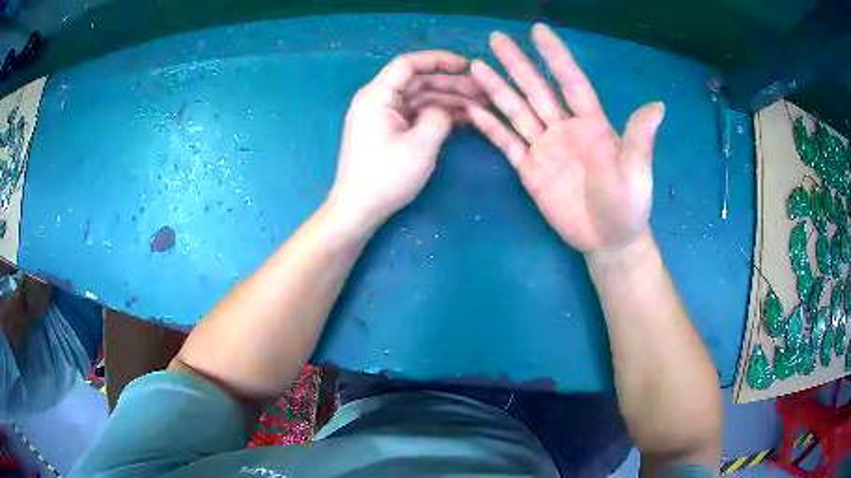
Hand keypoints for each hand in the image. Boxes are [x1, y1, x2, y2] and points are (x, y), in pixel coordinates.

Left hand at [329, 51, 482, 227]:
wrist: (358, 210)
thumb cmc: (385, 177)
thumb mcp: (420, 145)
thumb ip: (439, 116)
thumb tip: (446, 109)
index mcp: (377, 95)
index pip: (408, 64)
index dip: (439, 60)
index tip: (467, 65)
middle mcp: (378, 99)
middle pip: (418, 81)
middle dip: (452, 83)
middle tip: (484, 91)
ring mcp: (383, 116)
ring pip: (421, 98)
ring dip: (449, 99)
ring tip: (481, 104)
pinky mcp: (389, 131)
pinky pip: (417, 114)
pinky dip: (438, 114)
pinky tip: (464, 118)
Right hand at [467, 24, 663, 254]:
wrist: (608, 240)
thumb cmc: (628, 206)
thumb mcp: (636, 173)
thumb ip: (640, 139)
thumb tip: (658, 105)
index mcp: (591, 124)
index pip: (570, 82)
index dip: (555, 56)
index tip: (538, 31)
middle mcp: (565, 129)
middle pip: (536, 90)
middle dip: (517, 63)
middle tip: (496, 38)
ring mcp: (545, 148)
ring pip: (516, 112)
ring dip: (497, 89)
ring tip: (476, 67)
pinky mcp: (530, 170)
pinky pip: (507, 144)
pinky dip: (490, 127)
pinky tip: (474, 110)